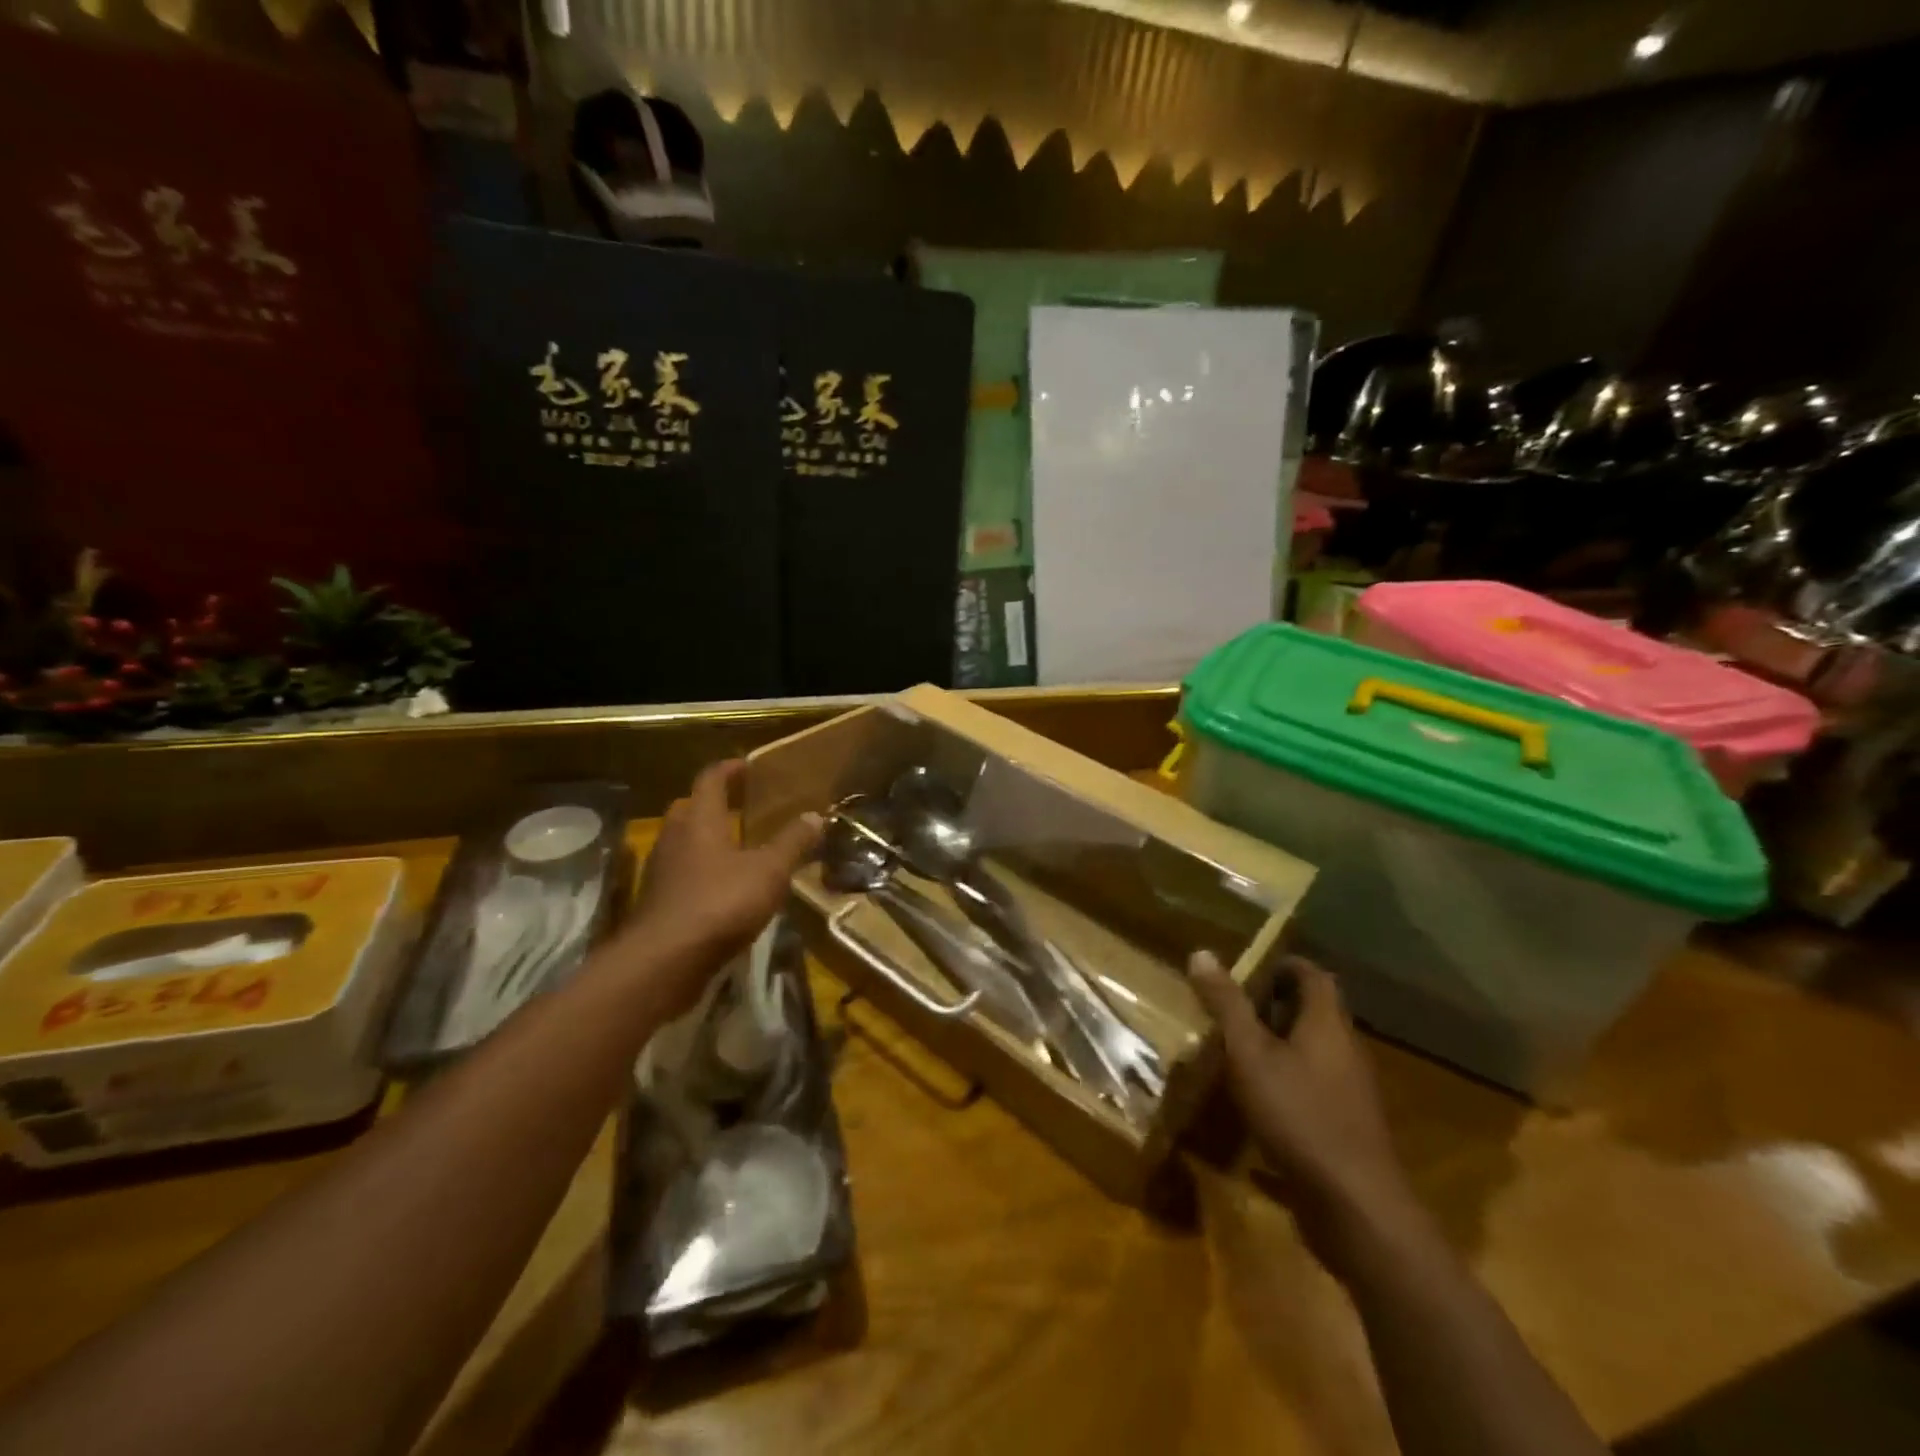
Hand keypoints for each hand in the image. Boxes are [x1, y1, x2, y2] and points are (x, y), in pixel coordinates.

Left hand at [624, 760, 821, 1014]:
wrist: (664, 962)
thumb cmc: (720, 903)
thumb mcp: (769, 872)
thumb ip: (792, 842)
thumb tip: (815, 815)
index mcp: (700, 821)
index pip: (710, 780)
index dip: (729, 769)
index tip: (747, 766)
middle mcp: (675, 838)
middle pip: (690, 808)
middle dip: (713, 804)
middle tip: (742, 808)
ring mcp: (661, 872)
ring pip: (683, 843)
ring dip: (706, 840)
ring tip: (738, 849)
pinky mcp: (657, 903)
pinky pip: (681, 874)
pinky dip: (701, 872)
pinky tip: (724, 889)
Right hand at [1190, 951, 1413, 1233]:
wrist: (1356, 1209)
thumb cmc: (1299, 1115)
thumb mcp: (1249, 1054)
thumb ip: (1226, 1005)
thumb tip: (1201, 952)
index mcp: (1327, 1024)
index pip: (1313, 975)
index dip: (1281, 965)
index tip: (1245, 970)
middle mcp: (1346, 1051)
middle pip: (1313, 1013)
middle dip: (1272, 1006)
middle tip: (1228, 1010)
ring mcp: (1350, 1093)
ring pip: (1313, 1053)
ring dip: (1277, 1047)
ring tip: (1233, 1053)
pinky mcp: (1346, 1129)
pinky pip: (1313, 1091)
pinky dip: (1285, 1086)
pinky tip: (1253, 1106)